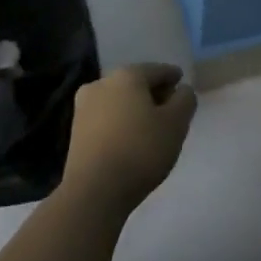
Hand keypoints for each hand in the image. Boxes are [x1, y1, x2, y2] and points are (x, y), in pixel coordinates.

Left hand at [61, 63, 197, 213]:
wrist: (95, 190)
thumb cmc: (141, 150)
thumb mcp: (176, 124)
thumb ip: (185, 100)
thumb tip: (182, 90)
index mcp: (127, 76)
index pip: (157, 70)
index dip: (173, 77)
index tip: (183, 85)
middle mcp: (101, 83)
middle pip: (135, 83)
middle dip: (154, 93)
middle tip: (171, 108)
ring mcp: (84, 106)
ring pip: (119, 100)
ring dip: (136, 108)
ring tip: (153, 126)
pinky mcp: (76, 130)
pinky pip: (107, 117)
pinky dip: (121, 121)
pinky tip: (132, 138)